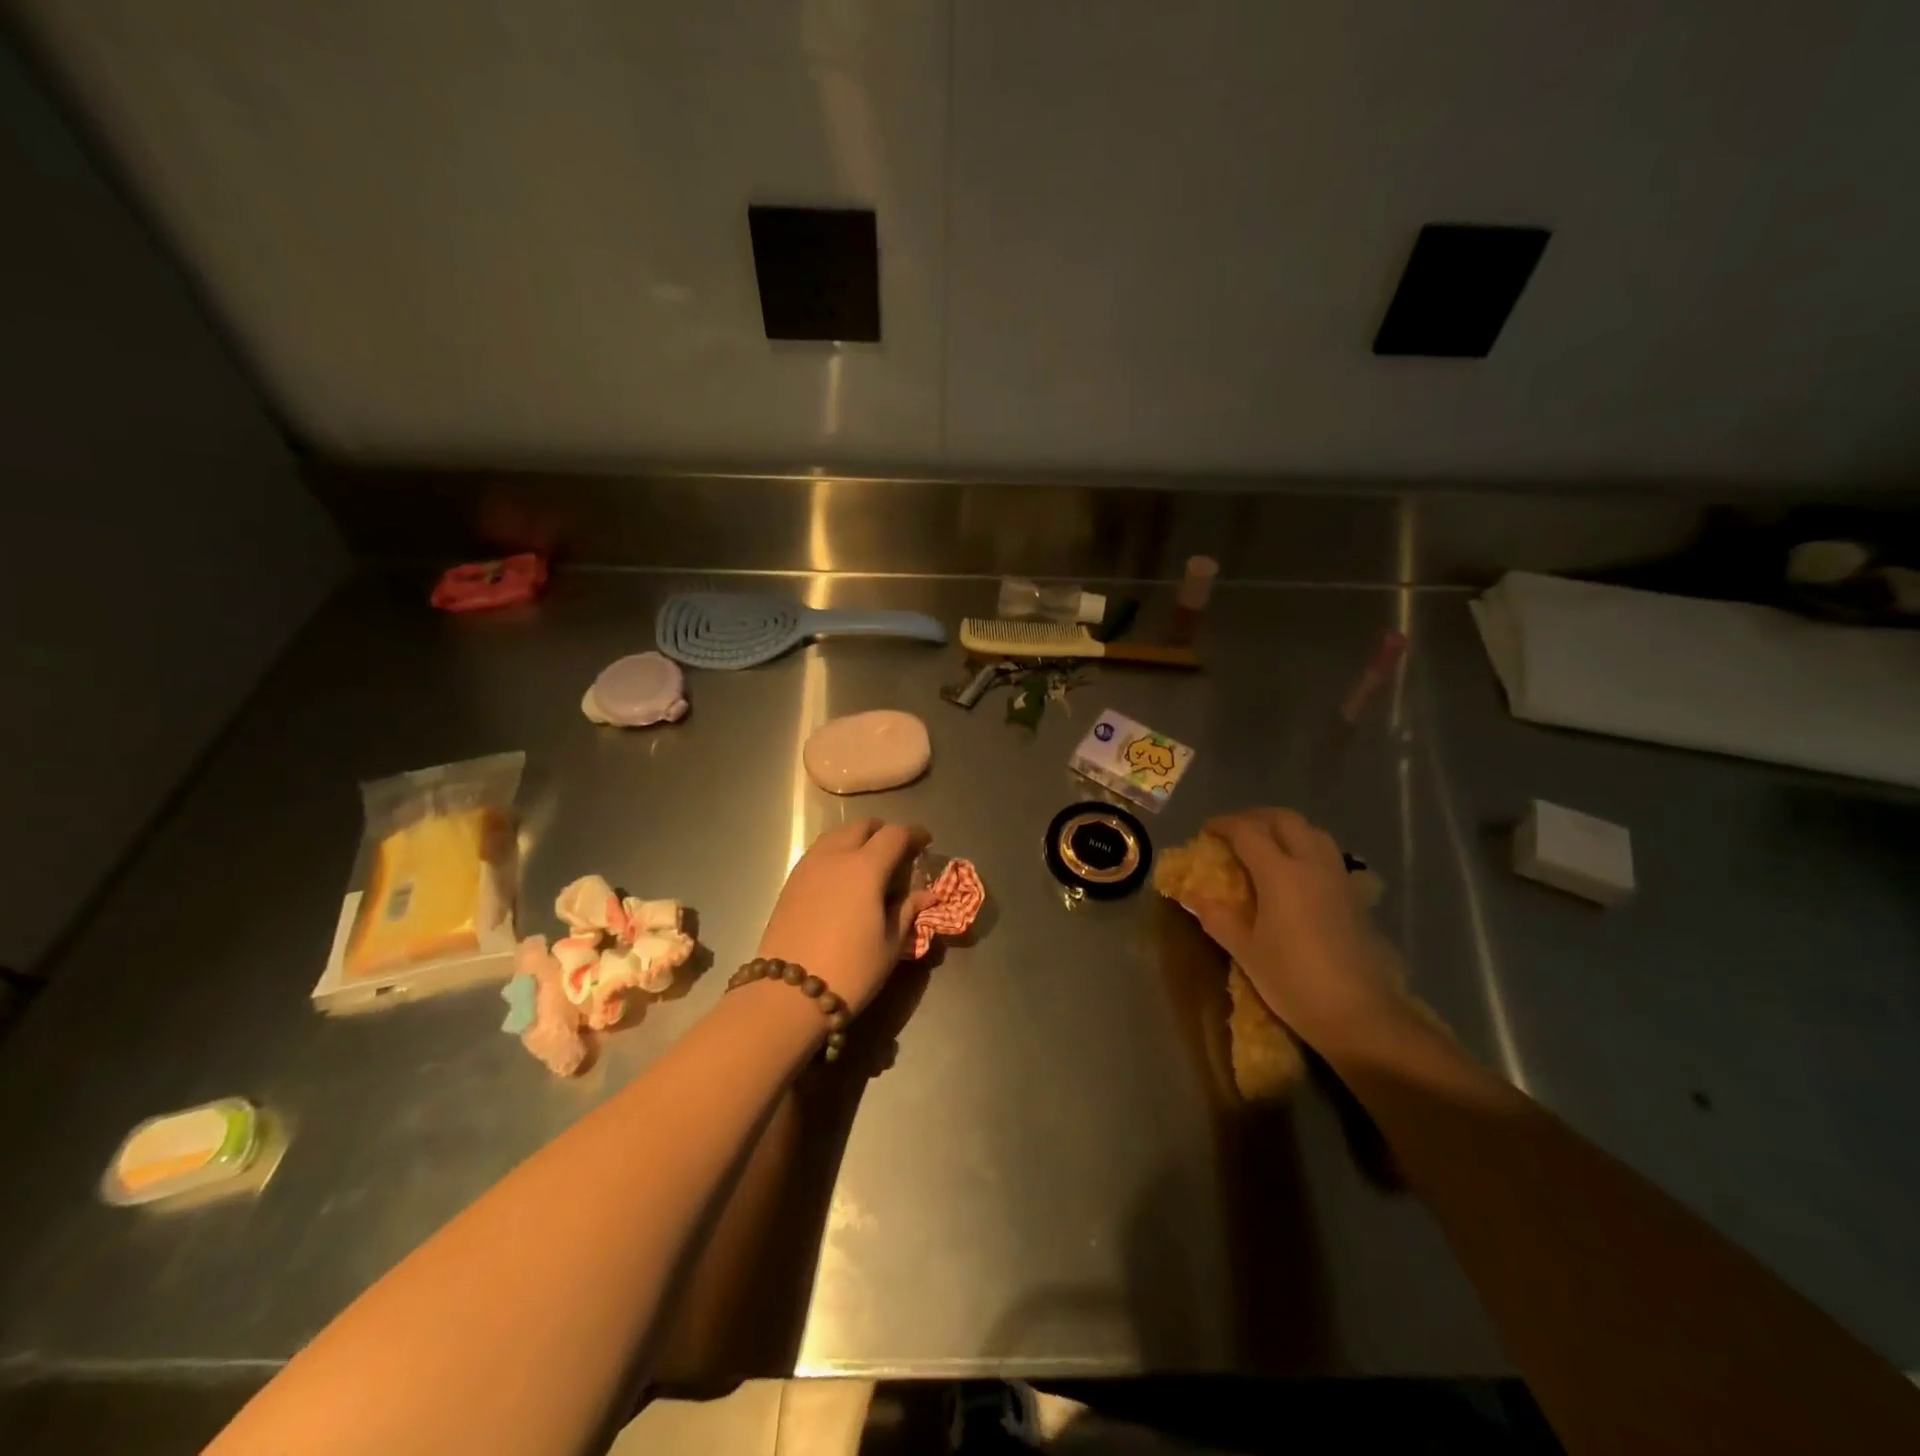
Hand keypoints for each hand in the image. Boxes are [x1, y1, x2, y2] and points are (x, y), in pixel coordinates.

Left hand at [756, 818, 932, 1014]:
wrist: (788, 994)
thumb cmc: (850, 970)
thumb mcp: (890, 944)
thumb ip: (908, 911)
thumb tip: (927, 895)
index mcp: (866, 867)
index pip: (895, 835)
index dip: (914, 834)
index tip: (925, 841)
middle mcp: (835, 856)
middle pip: (862, 826)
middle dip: (883, 832)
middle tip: (897, 852)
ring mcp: (808, 867)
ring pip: (836, 835)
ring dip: (857, 839)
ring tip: (868, 864)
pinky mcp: (791, 882)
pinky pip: (819, 853)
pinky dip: (836, 854)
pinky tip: (842, 879)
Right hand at [1180, 808, 1409, 1041]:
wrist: (1359, 1013)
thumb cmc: (1293, 980)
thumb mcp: (1246, 951)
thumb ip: (1218, 917)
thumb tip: (1193, 897)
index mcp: (1280, 873)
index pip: (1247, 832)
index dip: (1223, 825)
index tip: (1206, 830)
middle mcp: (1311, 864)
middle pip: (1284, 820)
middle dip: (1255, 818)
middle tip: (1234, 831)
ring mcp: (1337, 877)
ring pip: (1312, 832)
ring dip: (1285, 828)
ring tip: (1265, 845)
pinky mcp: (1354, 895)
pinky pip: (1327, 854)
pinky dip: (1306, 848)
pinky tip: (1296, 873)